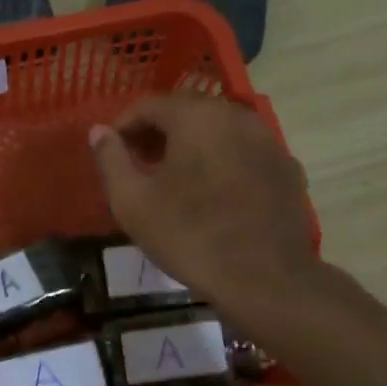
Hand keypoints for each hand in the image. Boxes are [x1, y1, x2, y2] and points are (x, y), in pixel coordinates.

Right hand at [89, 94, 318, 315]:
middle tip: (139, 165)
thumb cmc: (189, 236)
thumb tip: (99, 131)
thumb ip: (110, 159)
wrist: (265, 280)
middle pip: (186, 111)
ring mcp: (269, 141)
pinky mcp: (287, 168)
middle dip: (157, 133)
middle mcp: (237, 116)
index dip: (123, 127)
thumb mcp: (132, 201)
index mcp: (197, 116)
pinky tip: (213, 194)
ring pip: (218, 130)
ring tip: (173, 180)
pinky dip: (222, 161)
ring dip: (191, 146)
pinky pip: (244, 152)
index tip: (111, 154)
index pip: (149, 105)